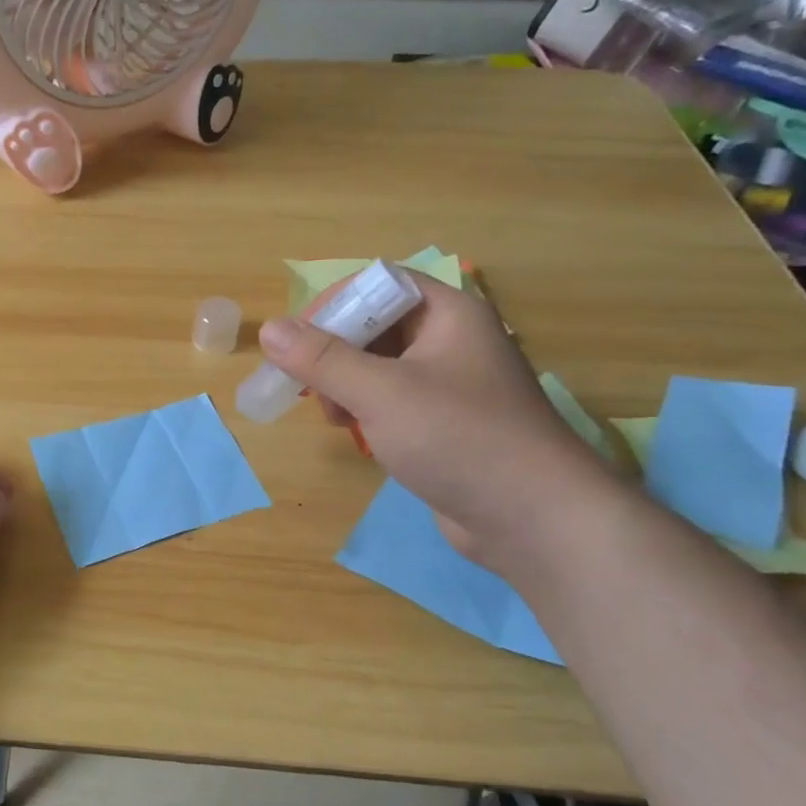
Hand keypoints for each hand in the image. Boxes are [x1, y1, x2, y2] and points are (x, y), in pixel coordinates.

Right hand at [258, 271, 620, 559]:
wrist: (536, 521)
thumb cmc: (459, 438)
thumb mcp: (381, 392)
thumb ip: (322, 359)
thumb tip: (269, 330)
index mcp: (448, 315)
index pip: (380, 284)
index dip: (336, 303)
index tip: (299, 339)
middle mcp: (451, 341)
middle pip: (375, 325)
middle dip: (334, 352)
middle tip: (309, 385)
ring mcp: (449, 385)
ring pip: (378, 366)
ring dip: (344, 385)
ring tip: (333, 416)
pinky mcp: (444, 425)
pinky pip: (391, 401)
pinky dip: (365, 411)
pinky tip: (357, 435)